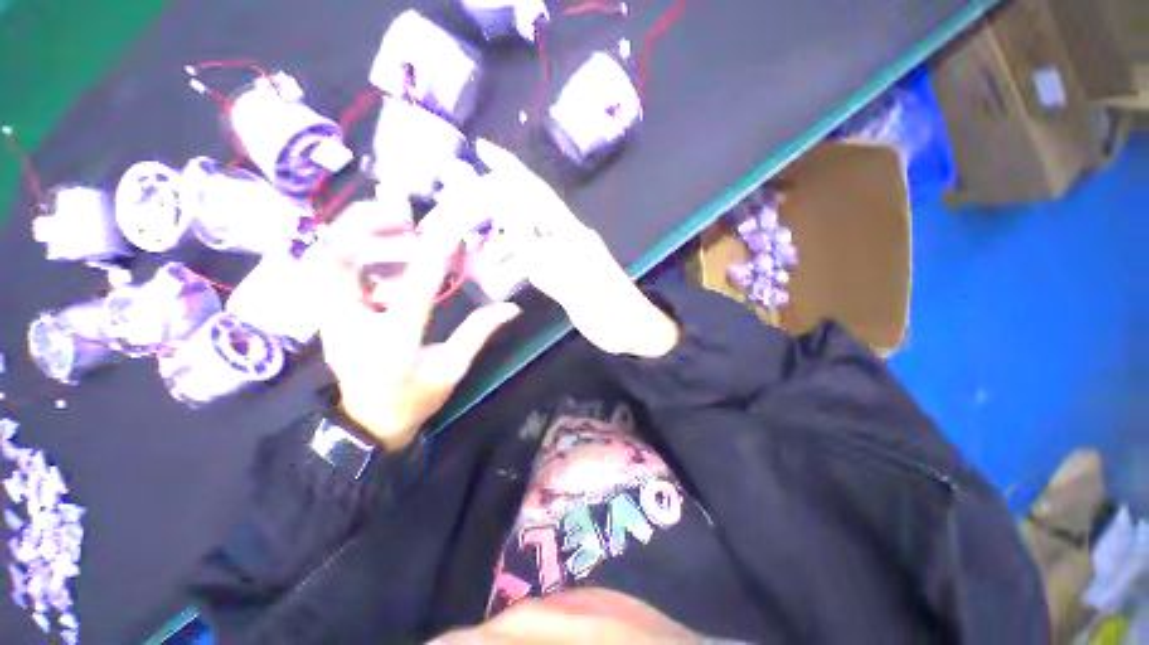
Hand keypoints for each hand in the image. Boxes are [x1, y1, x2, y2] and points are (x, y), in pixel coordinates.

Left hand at [318, 199, 520, 450]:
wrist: (370, 420)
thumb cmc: (416, 397)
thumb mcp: (453, 368)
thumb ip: (478, 333)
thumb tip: (510, 308)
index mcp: (395, 347)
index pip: (414, 295)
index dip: (432, 259)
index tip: (449, 233)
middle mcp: (352, 327)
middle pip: (340, 263)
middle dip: (366, 226)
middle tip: (402, 214)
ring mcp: (330, 320)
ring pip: (324, 259)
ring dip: (353, 231)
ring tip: (391, 222)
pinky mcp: (325, 315)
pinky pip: (326, 269)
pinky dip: (347, 246)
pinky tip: (376, 244)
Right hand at [460, 139, 678, 357]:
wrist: (632, 328)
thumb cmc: (607, 308)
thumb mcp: (572, 282)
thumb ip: (540, 252)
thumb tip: (512, 217)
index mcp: (571, 233)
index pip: (537, 193)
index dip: (511, 169)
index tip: (483, 149)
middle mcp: (567, 237)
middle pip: (529, 209)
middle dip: (497, 199)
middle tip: (463, 201)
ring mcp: (567, 255)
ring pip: (528, 234)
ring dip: (503, 233)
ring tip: (475, 238)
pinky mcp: (565, 272)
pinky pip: (533, 256)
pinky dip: (514, 255)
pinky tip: (500, 259)